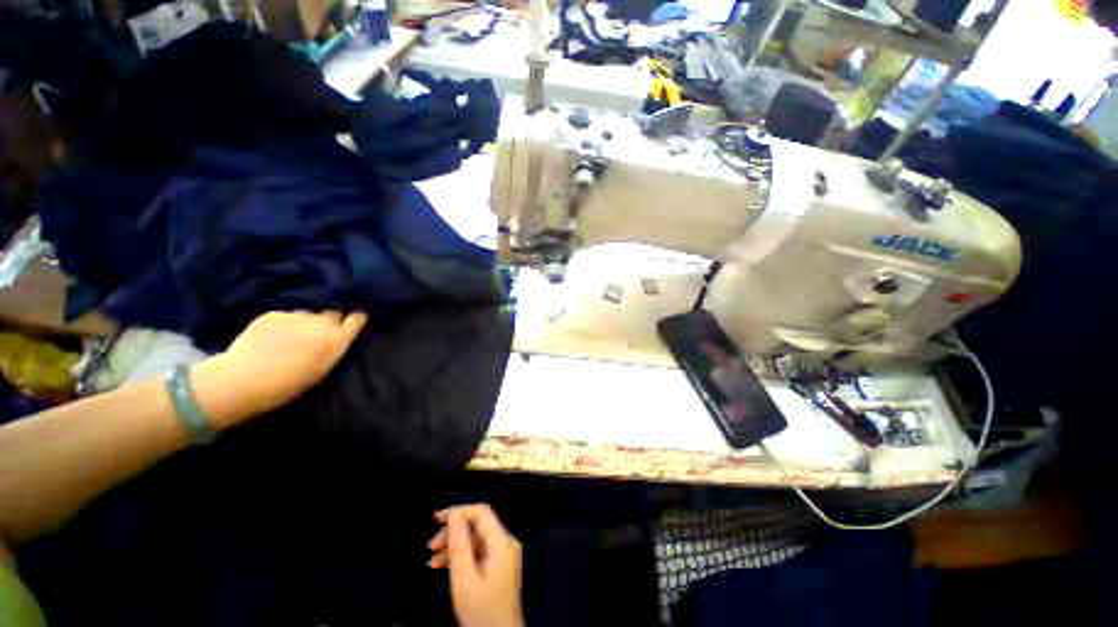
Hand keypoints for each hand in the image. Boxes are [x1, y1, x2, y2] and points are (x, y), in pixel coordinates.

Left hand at [194, 310, 366, 425]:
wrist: (243, 380)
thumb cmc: (288, 385)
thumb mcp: (322, 368)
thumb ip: (333, 347)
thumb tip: (336, 336)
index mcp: (337, 339)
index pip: (357, 317)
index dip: (355, 317)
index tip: (352, 320)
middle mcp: (321, 323)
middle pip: (334, 311)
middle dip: (330, 317)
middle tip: (319, 330)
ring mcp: (296, 315)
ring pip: (307, 313)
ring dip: (304, 321)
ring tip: (291, 336)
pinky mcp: (273, 314)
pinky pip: (285, 315)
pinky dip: (282, 323)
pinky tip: (271, 337)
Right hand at [428, 504, 523, 626]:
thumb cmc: (482, 612)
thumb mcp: (465, 579)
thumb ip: (460, 544)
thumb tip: (455, 514)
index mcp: (503, 542)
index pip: (482, 513)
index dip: (459, 511)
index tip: (436, 519)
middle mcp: (505, 543)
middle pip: (477, 526)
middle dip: (453, 532)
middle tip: (430, 547)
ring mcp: (502, 555)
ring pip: (475, 539)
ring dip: (453, 546)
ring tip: (433, 561)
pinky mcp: (496, 566)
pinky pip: (477, 552)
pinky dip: (460, 557)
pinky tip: (443, 566)